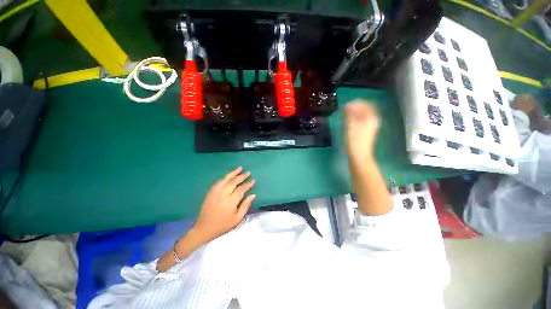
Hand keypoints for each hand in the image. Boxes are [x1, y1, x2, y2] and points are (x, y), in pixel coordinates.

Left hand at [193, 167, 255, 241]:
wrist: (204, 228)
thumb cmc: (223, 225)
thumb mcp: (237, 219)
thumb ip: (245, 206)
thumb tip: (253, 195)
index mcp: (230, 201)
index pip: (241, 189)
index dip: (248, 184)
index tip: (253, 180)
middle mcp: (223, 194)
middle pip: (234, 181)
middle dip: (242, 176)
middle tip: (248, 172)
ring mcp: (215, 192)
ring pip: (226, 179)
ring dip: (233, 173)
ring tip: (240, 168)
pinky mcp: (210, 192)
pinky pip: (219, 181)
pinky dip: (225, 177)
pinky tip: (229, 175)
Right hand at [345, 100, 379, 160]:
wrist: (359, 156)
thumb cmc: (355, 141)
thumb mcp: (351, 126)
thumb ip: (350, 114)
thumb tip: (348, 106)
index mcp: (371, 118)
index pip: (365, 104)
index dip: (355, 103)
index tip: (345, 106)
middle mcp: (372, 121)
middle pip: (365, 109)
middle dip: (355, 108)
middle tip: (344, 110)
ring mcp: (370, 126)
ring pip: (363, 115)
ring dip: (354, 113)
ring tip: (345, 115)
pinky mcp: (366, 132)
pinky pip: (361, 121)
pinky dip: (355, 119)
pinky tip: (348, 122)